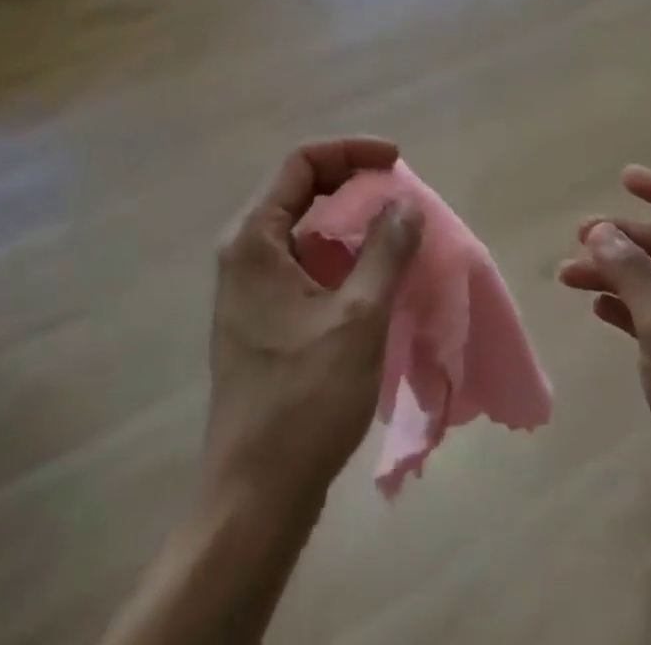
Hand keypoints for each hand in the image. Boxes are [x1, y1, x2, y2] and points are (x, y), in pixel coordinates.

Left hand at [204, 137, 424, 509]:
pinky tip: (375, 271)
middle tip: (400, 193)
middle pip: (301, 188)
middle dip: (353, 181)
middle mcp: (245, 252)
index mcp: (254, 240)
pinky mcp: (264, 315)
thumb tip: (405, 204)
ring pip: (305, 226)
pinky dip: (341, 252)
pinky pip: (305, 260)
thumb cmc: (303, 401)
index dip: (351, 151)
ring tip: (396, 227)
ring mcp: (252, 286)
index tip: (396, 161)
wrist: (254, 498)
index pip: (301, 163)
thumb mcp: (357, 317)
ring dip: (350, 218)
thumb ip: (384, 250)